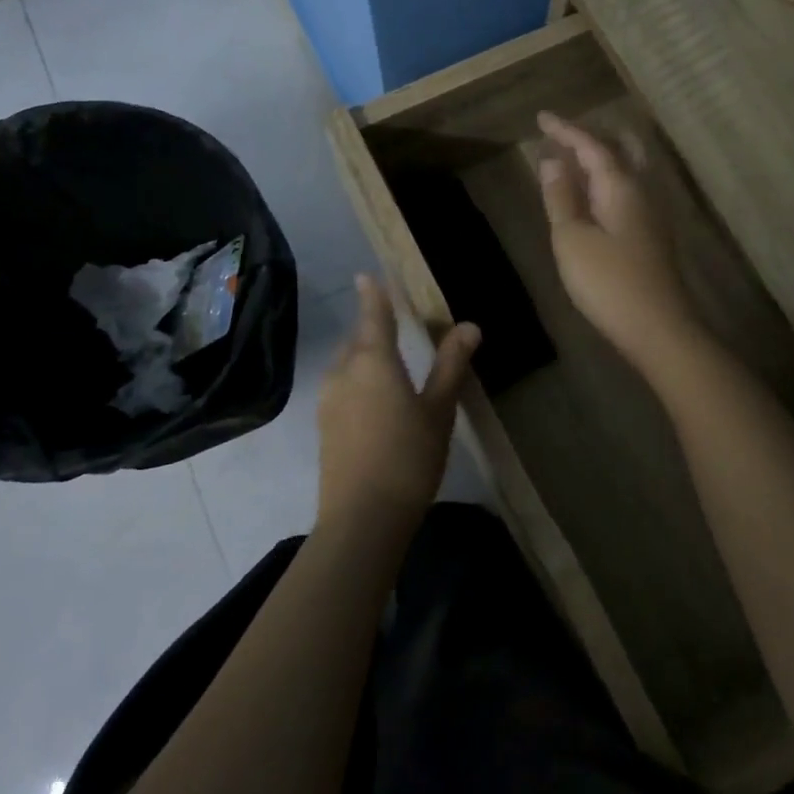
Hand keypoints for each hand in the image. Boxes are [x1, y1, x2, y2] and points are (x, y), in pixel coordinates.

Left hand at [316, 275, 479, 535]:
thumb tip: (469, 325)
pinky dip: (357, 381)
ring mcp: (328, 400)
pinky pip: (341, 387)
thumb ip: (451, 365)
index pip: (373, 315)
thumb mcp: (438, 410)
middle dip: (372, 328)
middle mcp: (344, 372)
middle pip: (357, 340)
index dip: (373, 294)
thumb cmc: (408, 457)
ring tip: (388, 364)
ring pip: (346, 364)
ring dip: (364, 356)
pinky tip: (374, 401)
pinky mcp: (324, 425)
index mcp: (373, 361)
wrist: (361, 519)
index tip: (365, 275)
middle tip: (393, 325)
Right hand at [537, 111, 699, 370]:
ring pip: (628, 170)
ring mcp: (651, 214)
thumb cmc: (608, 282)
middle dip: (590, 138)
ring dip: (601, 159)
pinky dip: (607, 182)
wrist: (658, 328)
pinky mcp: (652, 235)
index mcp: (621, 186)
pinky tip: (594, 198)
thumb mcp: (572, 238)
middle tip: (562, 136)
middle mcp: (642, 191)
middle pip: (620, 149)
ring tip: (574, 161)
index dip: (565, 130)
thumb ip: (561, 197)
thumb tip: (552, 160)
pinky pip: (628, 191)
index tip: (541, 117)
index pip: (591, 145)